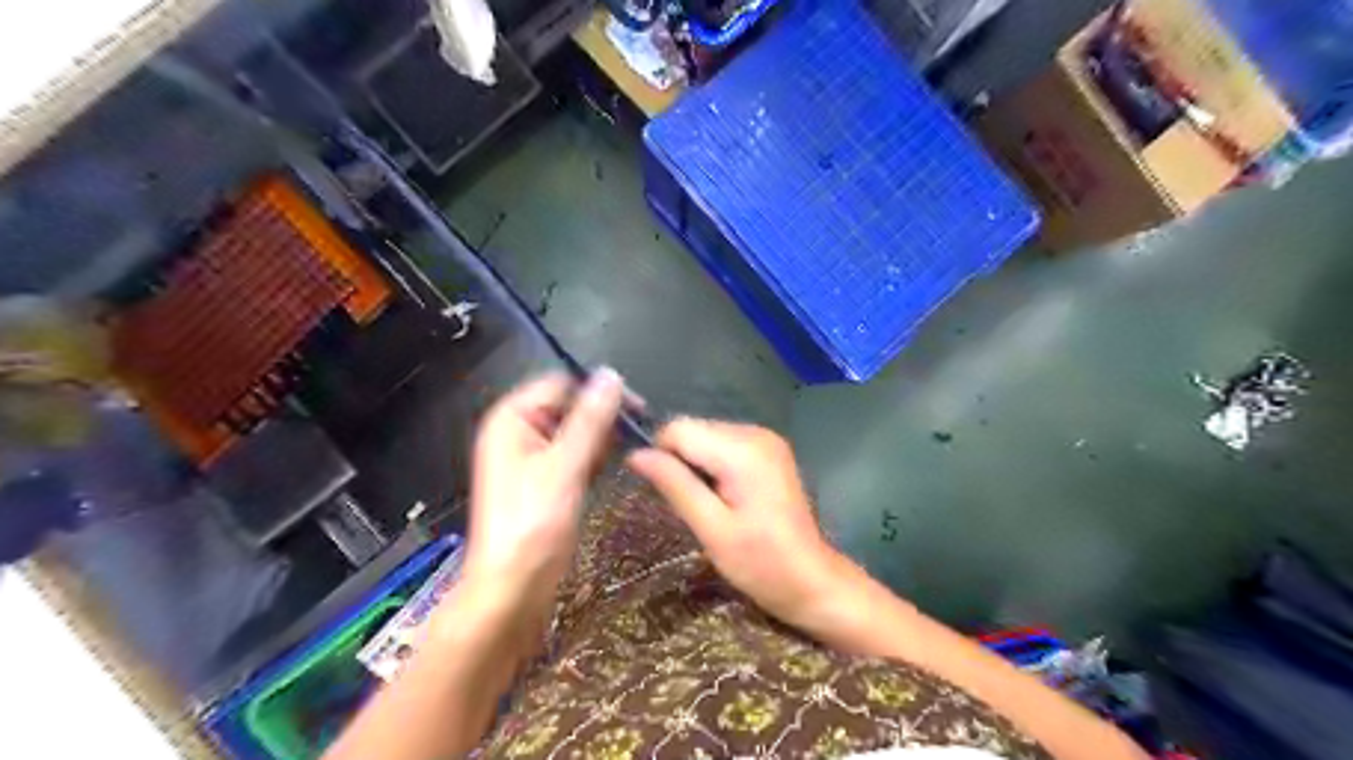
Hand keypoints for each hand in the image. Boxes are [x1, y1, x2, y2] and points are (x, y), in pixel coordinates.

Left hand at [463, 372, 626, 614]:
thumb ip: (590, 418)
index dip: (597, 390)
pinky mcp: (544, 481)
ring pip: (576, 433)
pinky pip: (573, 457)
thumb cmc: (533, 524)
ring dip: (598, 444)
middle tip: (626, 442)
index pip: (561, 383)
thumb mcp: (565, 465)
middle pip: (569, 407)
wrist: (512, 589)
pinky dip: (590, 463)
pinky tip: (598, 478)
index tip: (636, 408)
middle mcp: (519, 431)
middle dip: (599, 422)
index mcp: (513, 418)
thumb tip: (612, 374)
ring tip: (604, 468)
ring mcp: (530, 457)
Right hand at [625, 417, 852, 631]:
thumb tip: (635, 454)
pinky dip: (714, 465)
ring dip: (697, 465)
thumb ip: (674, 485)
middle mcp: (755, 432)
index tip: (665, 494)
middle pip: (693, 429)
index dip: (661, 456)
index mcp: (742, 450)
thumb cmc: (760, 563)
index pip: (678, 429)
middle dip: (681, 462)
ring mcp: (766, 438)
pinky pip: (724, 444)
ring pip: (706, 435)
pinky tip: (724, 497)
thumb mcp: (711, 529)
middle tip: (691, 506)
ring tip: (708, 505)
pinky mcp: (770, 449)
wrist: (812, 580)